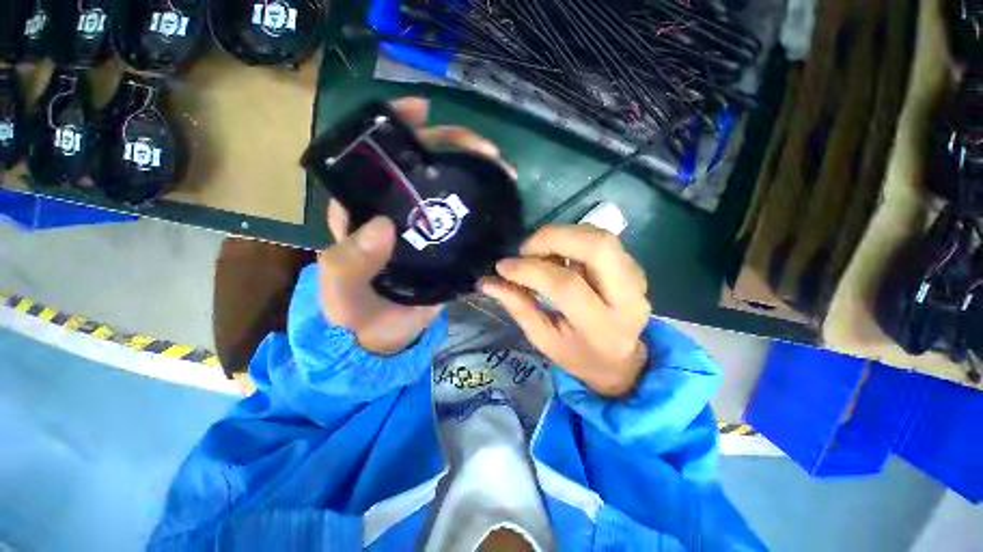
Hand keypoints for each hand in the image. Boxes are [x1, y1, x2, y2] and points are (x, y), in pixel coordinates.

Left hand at [319, 97, 509, 354]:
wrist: (381, 338)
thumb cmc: (353, 312)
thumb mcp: (341, 288)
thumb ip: (351, 261)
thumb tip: (383, 226)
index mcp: (363, 207)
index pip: (377, 155)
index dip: (397, 125)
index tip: (425, 109)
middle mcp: (395, 208)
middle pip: (422, 164)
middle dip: (453, 146)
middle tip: (486, 150)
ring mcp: (424, 225)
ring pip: (448, 187)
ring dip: (474, 172)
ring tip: (502, 171)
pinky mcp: (444, 243)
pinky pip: (463, 217)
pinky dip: (481, 205)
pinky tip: (501, 200)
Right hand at [481, 225, 651, 396]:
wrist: (620, 361)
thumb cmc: (577, 355)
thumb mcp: (543, 339)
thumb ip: (518, 306)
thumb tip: (487, 281)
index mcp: (602, 327)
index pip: (565, 286)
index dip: (530, 270)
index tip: (503, 267)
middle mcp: (628, 299)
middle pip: (596, 246)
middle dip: (553, 238)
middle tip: (526, 250)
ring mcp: (637, 280)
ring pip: (601, 237)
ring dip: (563, 236)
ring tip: (540, 253)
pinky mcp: (635, 269)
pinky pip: (602, 240)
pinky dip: (575, 240)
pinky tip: (561, 256)